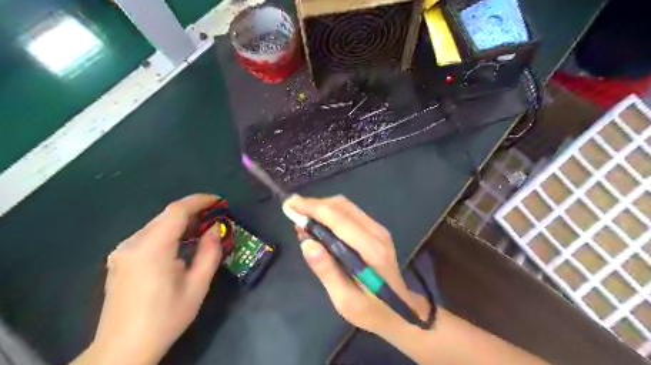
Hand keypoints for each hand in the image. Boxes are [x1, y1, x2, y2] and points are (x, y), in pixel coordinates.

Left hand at [87, 194, 221, 364]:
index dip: (199, 201)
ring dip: (181, 222)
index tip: (218, 200)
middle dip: (192, 211)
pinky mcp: (119, 260)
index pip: (176, 211)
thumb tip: (215, 229)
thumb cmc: (166, 317)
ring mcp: (122, 252)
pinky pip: (148, 236)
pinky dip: (168, 233)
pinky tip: (181, 244)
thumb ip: (210, 252)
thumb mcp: (197, 286)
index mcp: (152, 249)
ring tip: (202, 229)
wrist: (122, 349)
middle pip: (165, 216)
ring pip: (156, 225)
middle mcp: (132, 244)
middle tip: (215, 216)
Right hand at [284, 196, 427, 335]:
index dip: (313, 208)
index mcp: (371, 251)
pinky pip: (350, 212)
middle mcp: (377, 233)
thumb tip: (307, 243)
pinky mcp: (376, 230)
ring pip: (345, 206)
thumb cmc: (371, 310)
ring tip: (301, 217)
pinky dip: (330, 213)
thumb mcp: (345, 301)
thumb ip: (327, 271)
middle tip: (291, 210)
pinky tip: (318, 224)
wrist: (399, 310)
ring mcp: (378, 229)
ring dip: (321, 207)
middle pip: (342, 206)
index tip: (290, 205)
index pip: (338, 219)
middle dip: (314, 204)